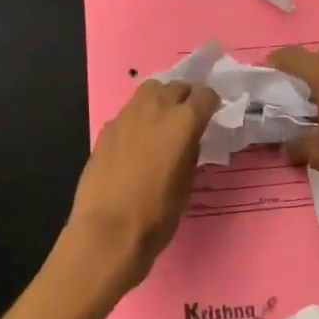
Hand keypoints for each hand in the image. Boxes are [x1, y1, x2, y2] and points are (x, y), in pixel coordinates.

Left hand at [62, 78, 219, 295]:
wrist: (108, 232)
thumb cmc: (157, 214)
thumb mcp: (187, 183)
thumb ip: (191, 150)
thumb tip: (190, 138)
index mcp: (182, 121)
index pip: (205, 95)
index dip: (211, 103)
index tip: (212, 114)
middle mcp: (155, 109)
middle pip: (175, 86)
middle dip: (185, 97)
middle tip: (189, 116)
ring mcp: (126, 116)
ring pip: (149, 91)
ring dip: (160, 100)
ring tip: (163, 122)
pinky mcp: (106, 129)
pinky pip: (129, 112)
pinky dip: (139, 118)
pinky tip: (138, 141)